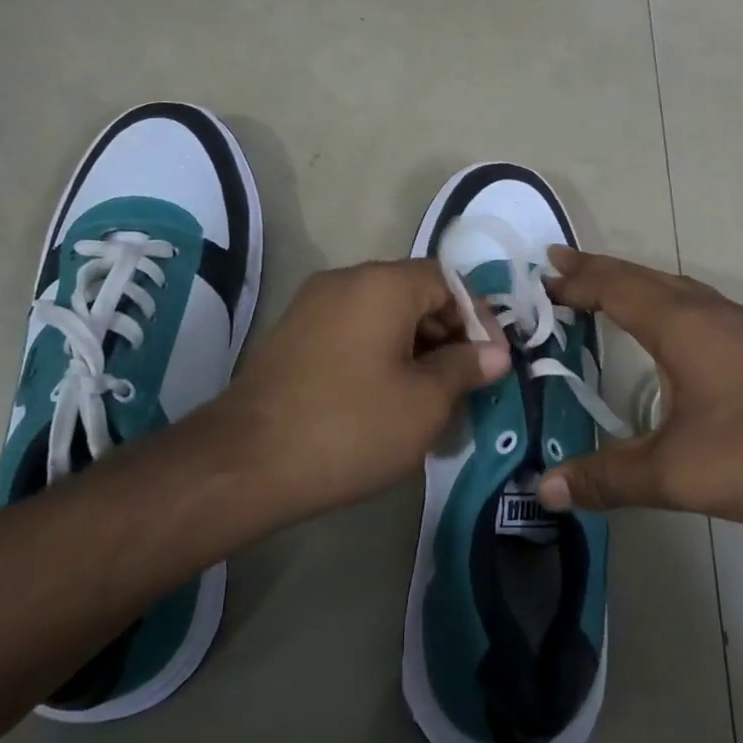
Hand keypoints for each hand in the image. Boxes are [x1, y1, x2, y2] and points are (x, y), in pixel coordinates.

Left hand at [205, 259, 507, 521]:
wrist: (248, 462)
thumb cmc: (351, 426)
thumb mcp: (424, 402)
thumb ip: (465, 367)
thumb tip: (494, 352)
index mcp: (382, 284)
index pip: (448, 281)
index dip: (478, 318)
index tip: (493, 361)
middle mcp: (345, 280)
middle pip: (414, 293)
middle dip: (447, 334)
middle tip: (467, 381)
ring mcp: (312, 306)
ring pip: (382, 314)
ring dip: (415, 347)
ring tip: (432, 395)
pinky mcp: (292, 336)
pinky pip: (352, 331)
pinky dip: (380, 354)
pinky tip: (388, 397)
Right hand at [538, 249, 742, 527]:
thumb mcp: (678, 473)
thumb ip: (608, 478)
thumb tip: (544, 489)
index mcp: (679, 322)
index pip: (611, 286)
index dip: (573, 280)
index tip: (538, 275)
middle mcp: (706, 310)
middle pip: (639, 276)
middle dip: (595, 271)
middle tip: (557, 269)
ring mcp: (738, 324)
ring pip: (669, 287)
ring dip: (629, 283)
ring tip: (598, 291)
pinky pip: (691, 305)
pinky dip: (658, 303)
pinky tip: (663, 330)